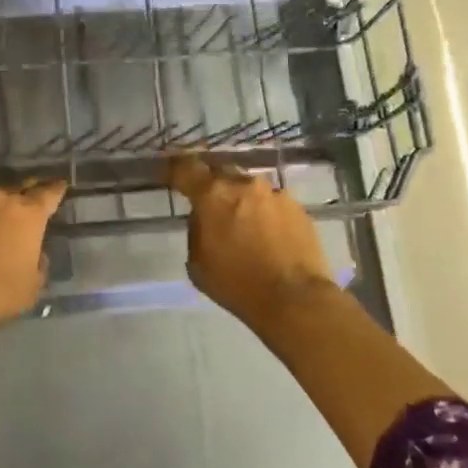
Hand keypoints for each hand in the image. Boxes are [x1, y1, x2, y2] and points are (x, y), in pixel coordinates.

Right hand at [166, 156, 334, 331]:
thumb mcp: (197, 264)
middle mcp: (244, 185)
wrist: (295, 299)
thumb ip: (197, 231)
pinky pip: (273, 202)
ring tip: (243, 223)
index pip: (186, 168)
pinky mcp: (298, 207)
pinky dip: (265, 213)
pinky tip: (268, 235)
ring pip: (249, 187)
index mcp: (212, 195)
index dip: (175, 168)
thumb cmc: (237, 285)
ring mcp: (275, 193)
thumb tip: (205, 219)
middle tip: (210, 204)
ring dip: (242, 200)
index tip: (170, 172)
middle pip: (221, 172)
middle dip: (212, 185)